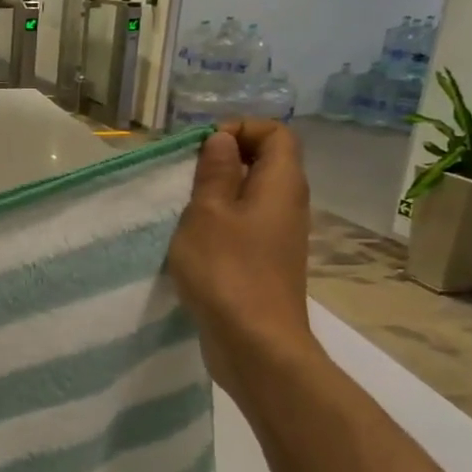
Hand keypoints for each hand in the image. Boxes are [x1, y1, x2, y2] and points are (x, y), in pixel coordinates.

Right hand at [168, 121, 320, 403]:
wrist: (254, 342)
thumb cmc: (226, 270)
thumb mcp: (208, 212)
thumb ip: (215, 172)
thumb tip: (223, 140)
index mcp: (281, 184)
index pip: (276, 133)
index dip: (241, 129)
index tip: (202, 148)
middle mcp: (288, 204)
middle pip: (266, 162)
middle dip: (225, 159)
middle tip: (185, 176)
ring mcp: (279, 236)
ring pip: (253, 195)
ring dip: (219, 193)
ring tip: (183, 207)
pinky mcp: (266, 262)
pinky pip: (246, 225)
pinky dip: (221, 222)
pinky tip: (193, 240)